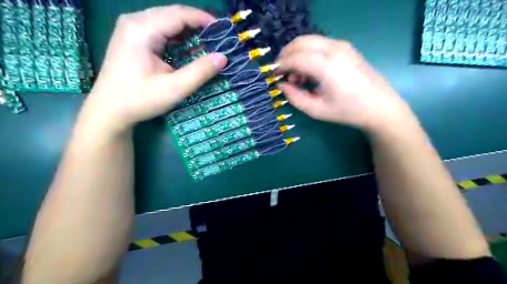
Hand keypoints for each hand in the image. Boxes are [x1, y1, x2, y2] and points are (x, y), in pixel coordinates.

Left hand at [79, 4, 227, 135]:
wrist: (109, 110)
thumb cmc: (140, 99)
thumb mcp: (174, 88)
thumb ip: (200, 72)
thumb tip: (223, 57)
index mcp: (142, 29)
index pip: (179, 14)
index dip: (203, 19)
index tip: (223, 30)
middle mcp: (135, 22)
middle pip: (172, 15)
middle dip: (197, 24)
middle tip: (218, 38)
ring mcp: (131, 29)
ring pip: (167, 21)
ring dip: (188, 31)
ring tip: (208, 43)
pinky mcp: (133, 38)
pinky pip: (160, 30)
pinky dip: (177, 38)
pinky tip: (188, 48)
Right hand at [277, 35, 410, 133]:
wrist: (379, 106)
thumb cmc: (346, 111)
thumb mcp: (316, 110)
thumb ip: (294, 97)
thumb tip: (282, 85)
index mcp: (326, 66)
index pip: (294, 58)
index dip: (280, 66)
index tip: (273, 76)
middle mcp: (333, 49)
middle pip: (299, 42)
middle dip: (285, 55)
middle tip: (281, 72)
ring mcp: (341, 45)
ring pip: (309, 40)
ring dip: (297, 54)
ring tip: (297, 77)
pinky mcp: (346, 47)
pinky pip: (319, 44)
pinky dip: (308, 53)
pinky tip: (310, 71)